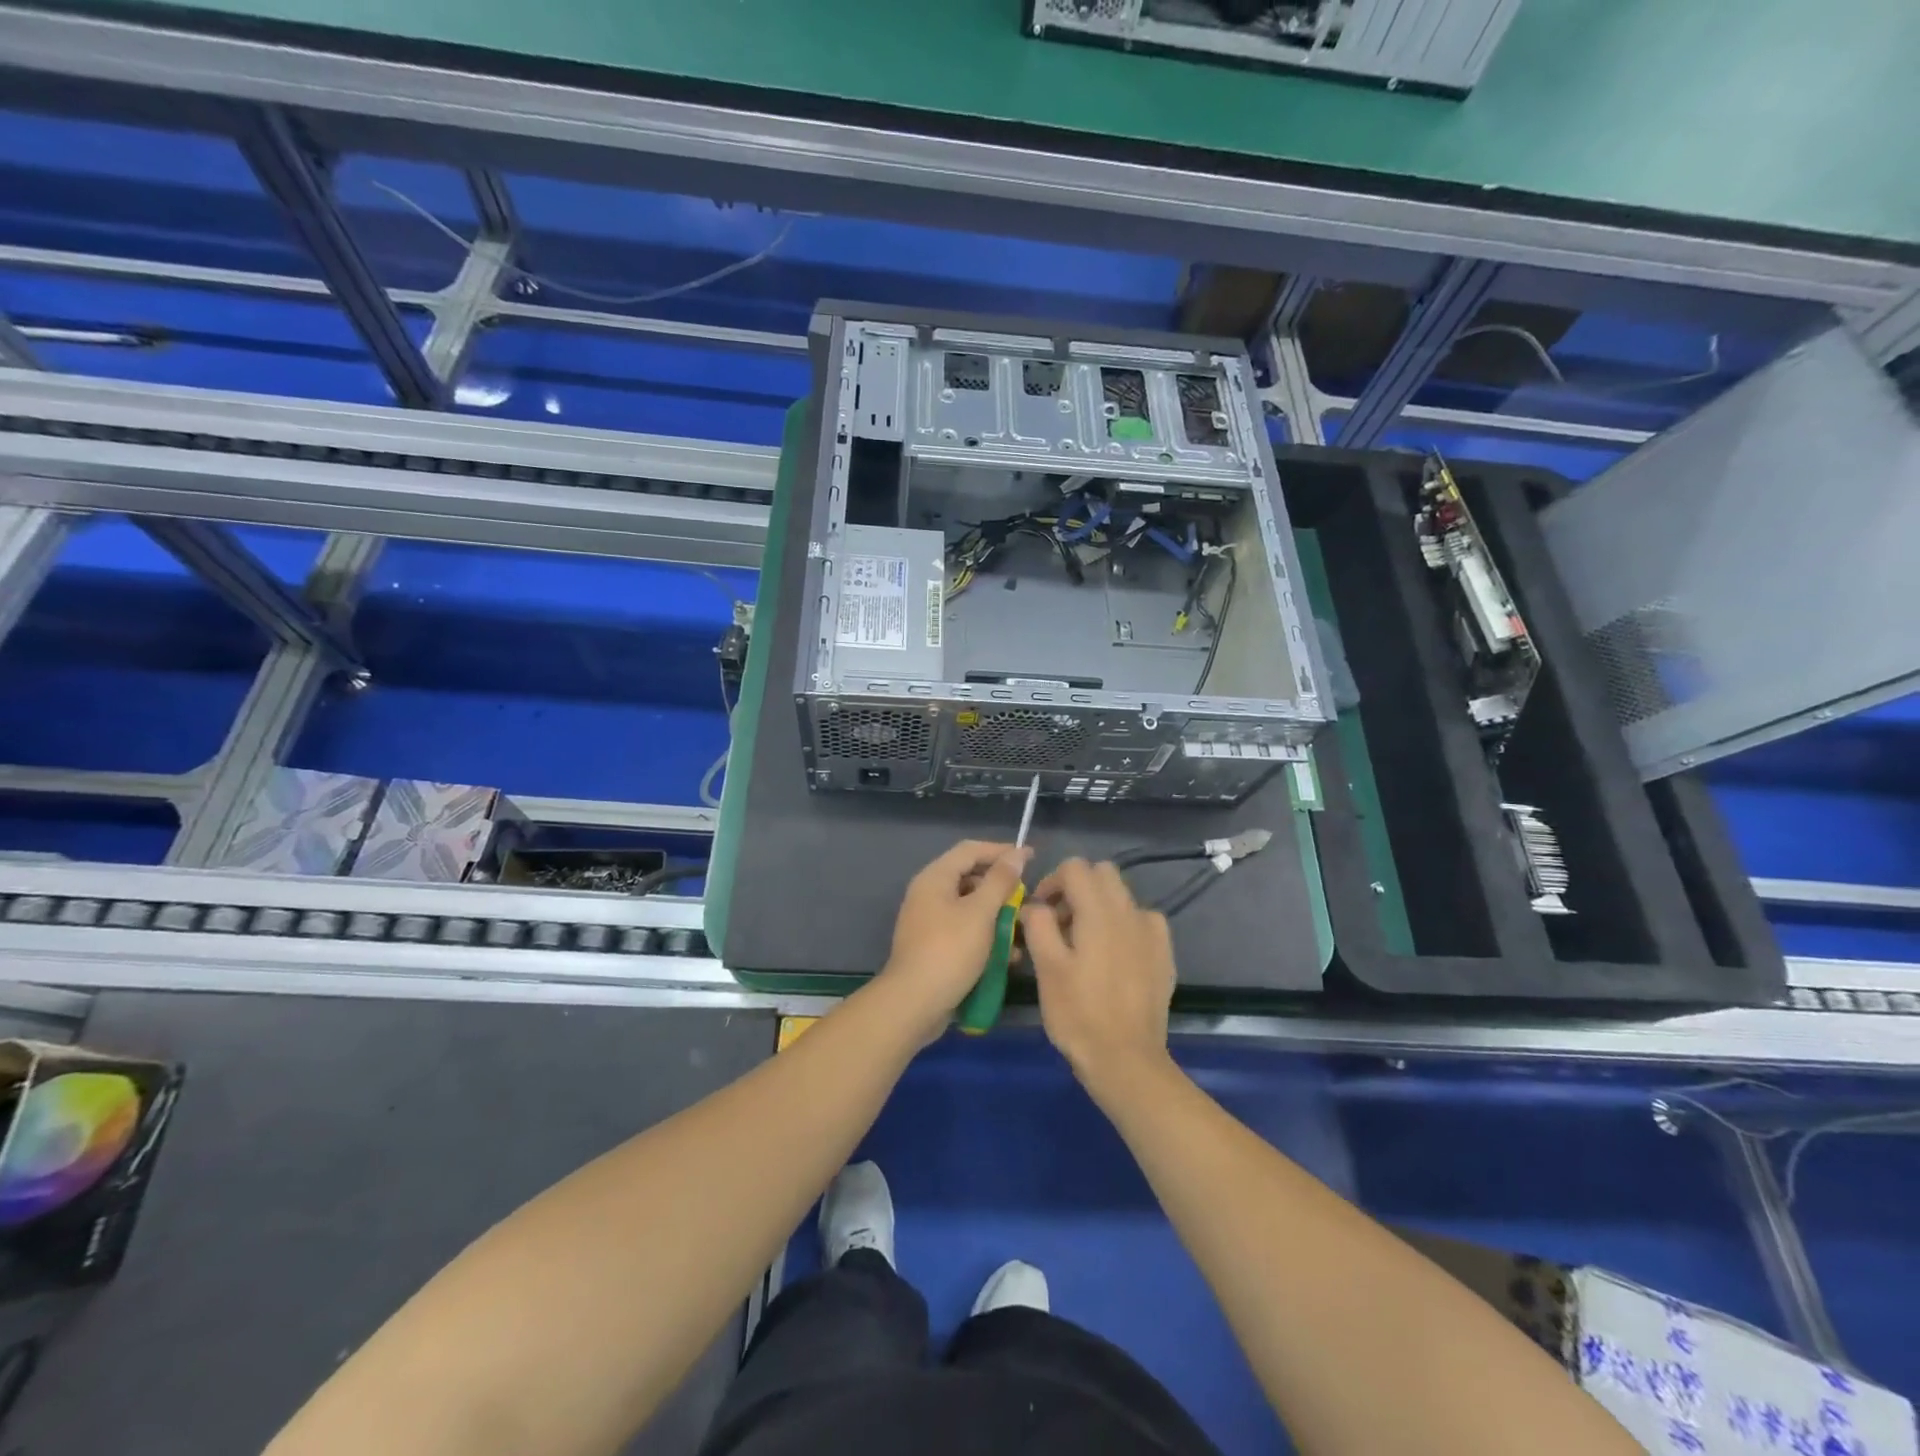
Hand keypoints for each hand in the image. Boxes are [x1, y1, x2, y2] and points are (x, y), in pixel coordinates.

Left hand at [877, 839, 1031, 1044]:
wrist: (913, 1004)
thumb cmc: (950, 951)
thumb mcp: (981, 913)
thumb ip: (1000, 881)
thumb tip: (1016, 854)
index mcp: (935, 878)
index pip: (971, 850)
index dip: (1001, 850)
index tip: (1031, 857)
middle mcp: (928, 894)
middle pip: (970, 878)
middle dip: (1001, 889)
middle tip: (1026, 900)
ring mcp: (929, 921)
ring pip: (970, 908)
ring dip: (996, 917)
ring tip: (1021, 931)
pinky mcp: (934, 946)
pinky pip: (964, 931)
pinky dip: (985, 937)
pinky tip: (1006, 956)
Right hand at [1021, 859, 1176, 1098]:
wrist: (1126, 1059)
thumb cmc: (1079, 1014)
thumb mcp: (1046, 968)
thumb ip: (1038, 924)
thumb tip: (1036, 905)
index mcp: (1099, 911)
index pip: (1075, 867)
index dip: (1052, 881)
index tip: (1041, 911)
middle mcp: (1130, 912)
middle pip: (1102, 873)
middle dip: (1077, 887)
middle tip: (1060, 922)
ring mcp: (1152, 932)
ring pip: (1122, 896)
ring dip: (1100, 905)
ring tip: (1084, 942)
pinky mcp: (1164, 953)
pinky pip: (1142, 920)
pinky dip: (1124, 925)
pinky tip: (1114, 955)